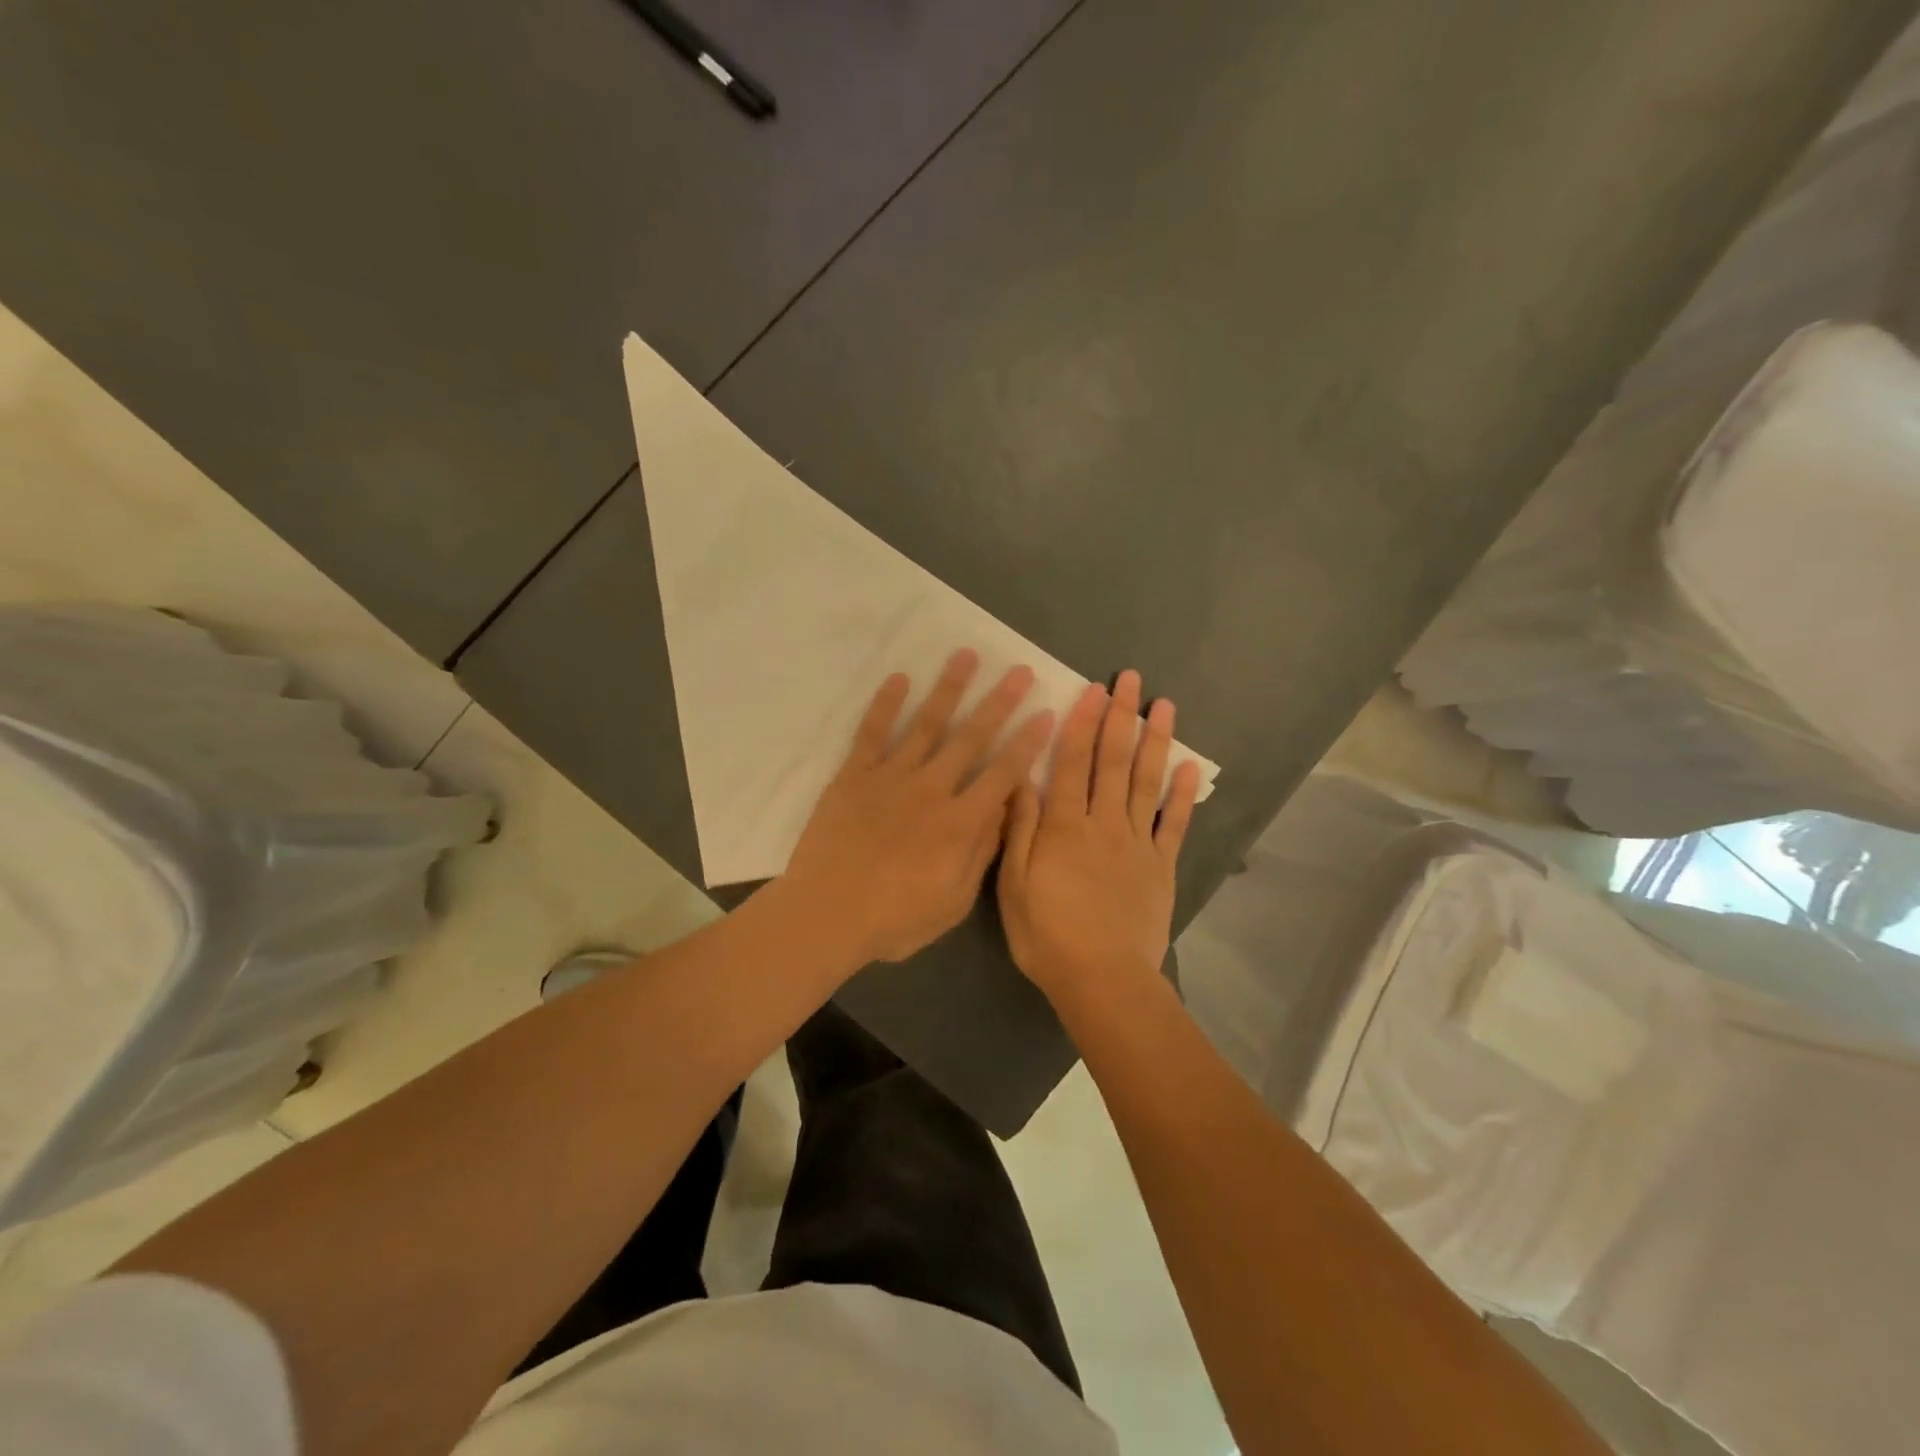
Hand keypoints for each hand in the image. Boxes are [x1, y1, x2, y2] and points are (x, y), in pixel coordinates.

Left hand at [783, 649, 1054, 966]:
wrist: (826, 915)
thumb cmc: (894, 919)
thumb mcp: (953, 901)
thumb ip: (981, 852)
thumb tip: (1003, 809)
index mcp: (959, 823)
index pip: (1003, 773)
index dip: (1027, 743)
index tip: (1045, 713)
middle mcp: (931, 789)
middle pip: (971, 738)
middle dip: (999, 702)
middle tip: (1019, 670)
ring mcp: (891, 777)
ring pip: (926, 724)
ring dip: (949, 689)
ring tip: (966, 655)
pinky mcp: (854, 776)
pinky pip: (872, 733)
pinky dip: (885, 704)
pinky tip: (899, 678)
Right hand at [997, 669, 1200, 1002]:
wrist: (1103, 980)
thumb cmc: (1048, 935)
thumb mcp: (1014, 885)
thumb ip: (1021, 829)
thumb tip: (1021, 779)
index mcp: (1064, 826)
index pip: (1072, 763)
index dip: (1082, 723)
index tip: (1093, 690)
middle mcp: (1103, 823)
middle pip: (1113, 761)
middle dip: (1121, 717)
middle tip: (1131, 680)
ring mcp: (1137, 842)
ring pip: (1145, 782)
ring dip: (1155, 741)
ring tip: (1164, 706)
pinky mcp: (1161, 866)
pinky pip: (1173, 823)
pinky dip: (1182, 794)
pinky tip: (1190, 767)